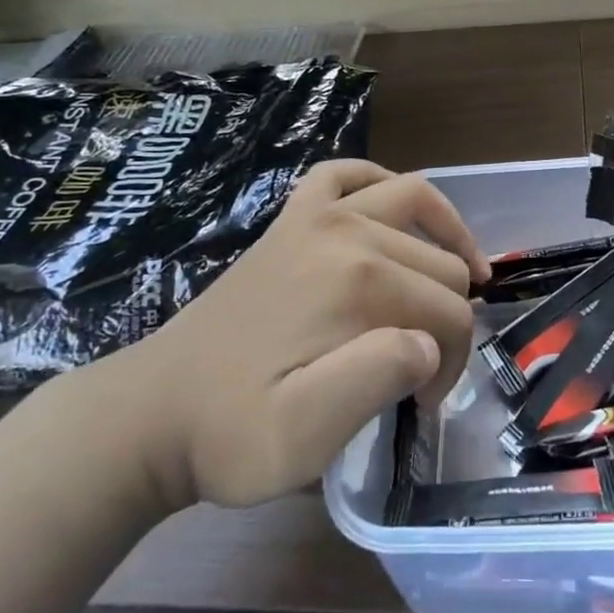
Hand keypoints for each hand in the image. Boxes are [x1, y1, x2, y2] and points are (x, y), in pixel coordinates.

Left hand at [69, 161, 486, 514]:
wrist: (154, 411)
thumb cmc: (233, 433)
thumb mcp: (302, 438)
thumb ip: (373, 382)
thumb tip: (428, 343)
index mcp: (357, 282)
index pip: (449, 314)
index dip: (451, 363)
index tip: (423, 403)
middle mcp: (345, 230)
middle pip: (439, 264)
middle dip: (448, 318)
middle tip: (422, 373)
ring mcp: (315, 214)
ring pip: (414, 204)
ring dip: (445, 239)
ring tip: (458, 282)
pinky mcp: (291, 217)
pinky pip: (345, 175)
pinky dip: (380, 182)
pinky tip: (392, 212)